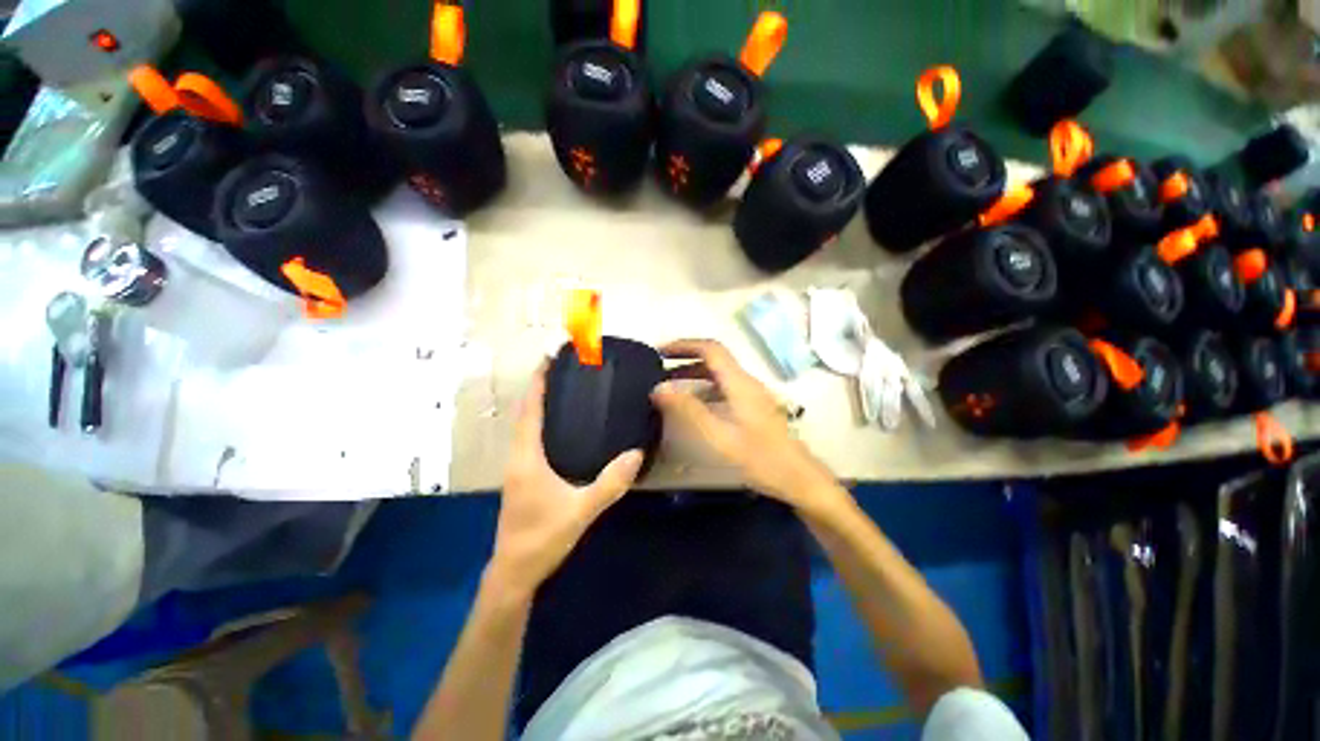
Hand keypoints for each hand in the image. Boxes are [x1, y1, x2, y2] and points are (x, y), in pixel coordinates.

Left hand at [490, 364, 643, 595]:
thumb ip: (610, 484)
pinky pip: (529, 438)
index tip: (547, 359)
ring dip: (538, 403)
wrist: (514, 572)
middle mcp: (518, 457)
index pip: (530, 411)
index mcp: (527, 458)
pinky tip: (559, 425)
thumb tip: (637, 454)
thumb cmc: (542, 539)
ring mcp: (517, 467)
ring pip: (525, 426)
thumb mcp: (580, 511)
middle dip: (539, 387)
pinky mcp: (522, 476)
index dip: (537, 383)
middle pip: (525, 413)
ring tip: (561, 388)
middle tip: (560, 368)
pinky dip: (539, 421)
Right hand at [650, 339, 844, 512]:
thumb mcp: (719, 435)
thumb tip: (659, 387)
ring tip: (668, 385)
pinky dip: (703, 390)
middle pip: (714, 359)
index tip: (659, 351)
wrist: (799, 479)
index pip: (710, 349)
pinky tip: (692, 405)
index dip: (684, 345)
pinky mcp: (752, 408)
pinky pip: (723, 389)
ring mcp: (751, 395)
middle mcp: (746, 382)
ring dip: (693, 374)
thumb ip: (689, 410)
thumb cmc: (761, 458)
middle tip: (658, 367)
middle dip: (685, 358)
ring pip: (718, 375)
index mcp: (740, 383)